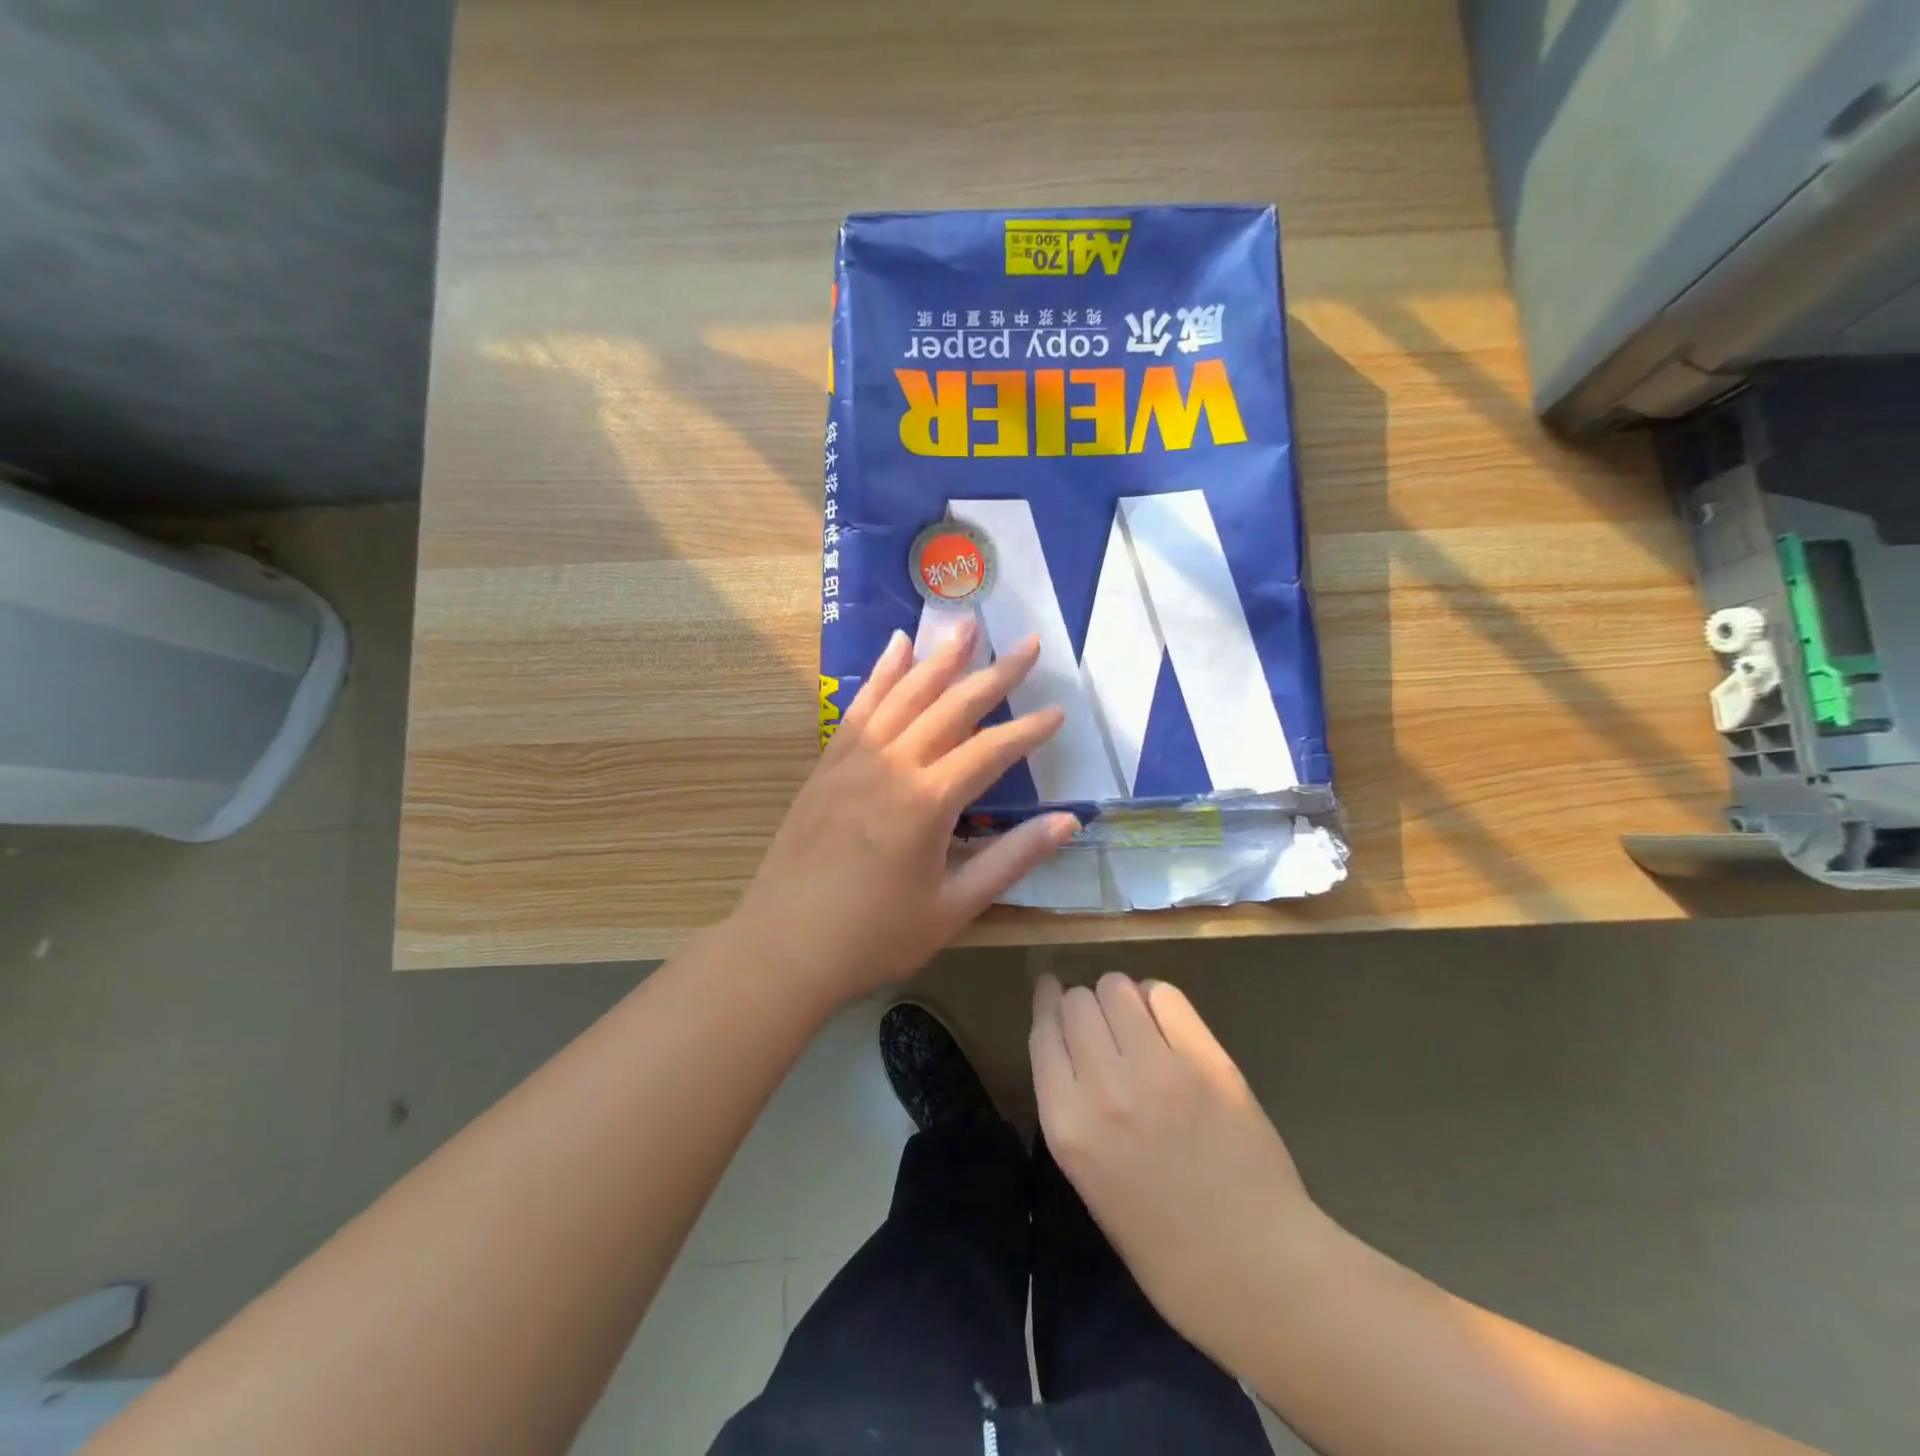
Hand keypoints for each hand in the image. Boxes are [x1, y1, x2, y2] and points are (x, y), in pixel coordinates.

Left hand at [734, 621, 1077, 1007]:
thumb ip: (1011, 859)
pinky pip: (860, 706)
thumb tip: (1067, 823)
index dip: (1028, 731)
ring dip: (938, 657)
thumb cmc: (874, 937)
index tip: (1057, 712)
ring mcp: (855, 759)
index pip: (991, 750)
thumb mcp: (953, 907)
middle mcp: (893, 765)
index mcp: (928, 801)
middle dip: (994, 674)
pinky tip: (896, 646)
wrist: (784, 947)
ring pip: (904, 693)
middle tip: (1026, 643)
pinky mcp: (828, 764)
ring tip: (966, 624)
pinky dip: (881, 673)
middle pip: (952, 706)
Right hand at [1030, 973, 1332, 1370]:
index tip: (1050, 989)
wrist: (1257, 1272)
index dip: (1046, 1004)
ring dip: (1119, 997)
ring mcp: (1156, 1069)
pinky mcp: (1204, 1059)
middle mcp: (1102, 1087)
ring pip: (1116, 988)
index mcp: (1067, 1126)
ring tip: (1135, 1021)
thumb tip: (1076, 1053)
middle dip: (1084, 1005)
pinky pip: (1164, 995)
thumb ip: (1075, 1111)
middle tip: (1104, 1024)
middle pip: (1077, 1003)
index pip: (1043, 1034)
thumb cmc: (1166, 1248)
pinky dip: (1157, 1000)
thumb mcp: (1091, 1181)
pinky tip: (1166, 1022)